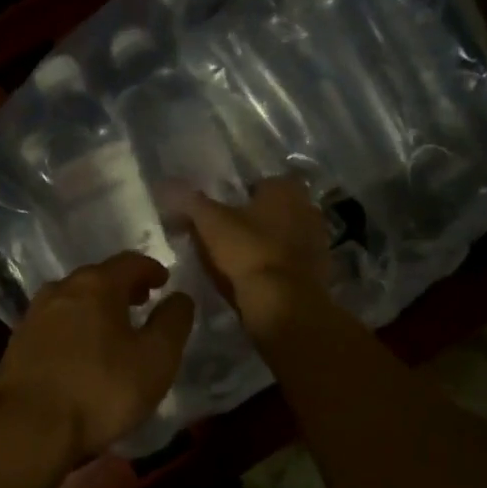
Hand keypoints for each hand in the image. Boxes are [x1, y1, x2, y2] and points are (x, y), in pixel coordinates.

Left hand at [0, 253, 193, 463]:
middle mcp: (60, 290)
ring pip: (72, 300)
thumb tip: (180, 297)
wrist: (26, 429)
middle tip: (141, 302)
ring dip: (95, 307)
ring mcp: (34, 316)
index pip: (129, 262)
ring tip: (112, 328)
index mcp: (96, 285)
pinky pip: (55, 324)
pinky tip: (81, 352)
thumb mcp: (155, 359)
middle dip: (122, 287)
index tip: (164, 281)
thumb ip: (173, 322)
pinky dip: (74, 328)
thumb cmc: (100, 390)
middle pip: (97, 278)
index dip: (150, 269)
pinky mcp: (17, 344)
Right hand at [181, 176, 331, 337]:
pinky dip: (277, 268)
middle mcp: (308, 208)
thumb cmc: (248, 252)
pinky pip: (291, 262)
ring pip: (284, 236)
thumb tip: (166, 184)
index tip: (221, 214)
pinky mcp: (320, 271)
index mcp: (286, 189)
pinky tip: (257, 280)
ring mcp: (318, 241)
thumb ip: (190, 202)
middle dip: (256, 220)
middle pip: (275, 210)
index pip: (261, 183)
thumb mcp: (210, 223)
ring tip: (239, 262)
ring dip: (267, 245)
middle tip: (228, 237)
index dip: (240, 197)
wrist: (283, 304)